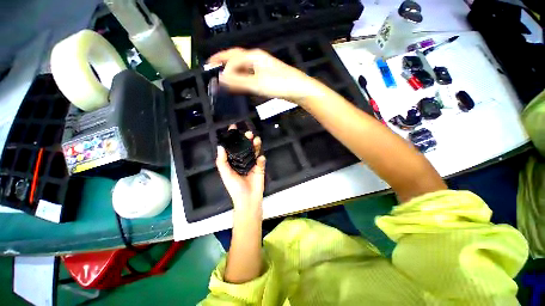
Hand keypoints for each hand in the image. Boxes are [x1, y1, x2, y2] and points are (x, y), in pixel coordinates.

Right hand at [208, 48, 322, 103]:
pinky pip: (250, 73)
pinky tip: (241, 82)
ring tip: (224, 76)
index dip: (223, 67)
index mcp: (253, 56)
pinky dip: (242, 77)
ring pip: (243, 66)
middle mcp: (257, 58)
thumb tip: (221, 79)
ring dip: (233, 69)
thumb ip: (238, 81)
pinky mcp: (266, 75)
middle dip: (224, 60)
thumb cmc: (278, 84)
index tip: (217, 79)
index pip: (232, 58)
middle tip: (212, 64)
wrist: (298, 89)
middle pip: (236, 57)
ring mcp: (262, 66)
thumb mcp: (256, 84)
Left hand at [216, 125, 265, 216]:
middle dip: (247, 139)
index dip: (233, 137)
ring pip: (255, 151)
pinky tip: (260, 158)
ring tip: (256, 140)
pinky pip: (261, 161)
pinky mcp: (260, 168)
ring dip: (256, 145)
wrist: (247, 199)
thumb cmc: (235, 187)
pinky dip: (261, 158)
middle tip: (249, 134)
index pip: (234, 147)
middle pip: (246, 146)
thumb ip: (222, 161)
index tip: (234, 127)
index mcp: (234, 161)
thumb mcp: (225, 174)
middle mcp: (243, 160)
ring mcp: (253, 163)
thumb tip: (220, 146)